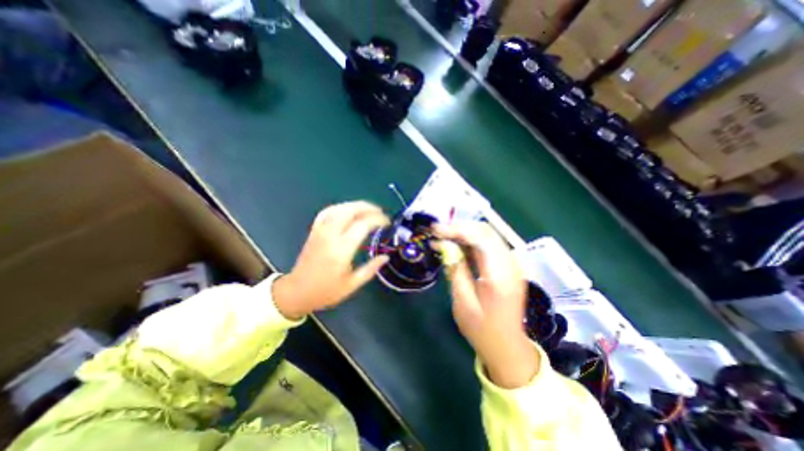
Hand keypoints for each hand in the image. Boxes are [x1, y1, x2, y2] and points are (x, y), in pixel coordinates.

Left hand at [274, 200, 391, 320]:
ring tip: (368, 209)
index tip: (387, 222)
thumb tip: (386, 257)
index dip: (377, 220)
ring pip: (338, 208)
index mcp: (341, 251)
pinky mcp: (314, 231)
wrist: (297, 292)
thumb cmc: (326, 291)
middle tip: (380, 212)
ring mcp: (320, 232)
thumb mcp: (352, 285)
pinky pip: (327, 212)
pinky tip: (348, 210)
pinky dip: (340, 207)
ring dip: (355, 205)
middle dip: (367, 207)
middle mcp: (330, 236)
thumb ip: (370, 269)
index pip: (362, 225)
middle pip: (349, 211)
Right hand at [434, 219, 538, 387]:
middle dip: (459, 227)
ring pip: (487, 235)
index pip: (480, 238)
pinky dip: (471, 241)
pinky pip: (488, 245)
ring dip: (464, 232)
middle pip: (485, 231)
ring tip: (443, 237)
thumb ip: (455, 269)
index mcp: (499, 274)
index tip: (435, 230)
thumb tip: (445, 246)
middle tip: (438, 232)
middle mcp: (510, 264)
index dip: (456, 229)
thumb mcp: (462, 301)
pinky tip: (457, 246)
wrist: (507, 346)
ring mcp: (511, 264)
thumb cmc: (481, 329)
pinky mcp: (507, 266)